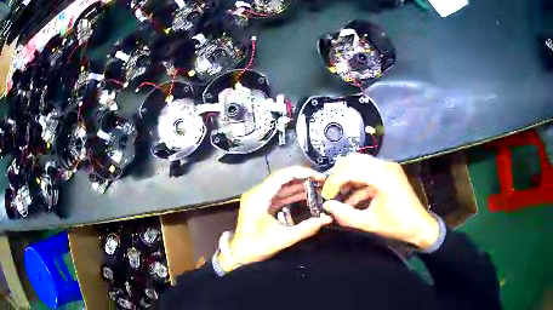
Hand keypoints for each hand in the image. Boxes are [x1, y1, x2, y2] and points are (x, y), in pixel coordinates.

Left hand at [219, 167, 332, 271]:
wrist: (240, 255)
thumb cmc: (257, 247)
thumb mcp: (283, 238)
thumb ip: (306, 228)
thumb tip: (326, 219)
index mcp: (258, 197)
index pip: (280, 177)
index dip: (300, 173)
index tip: (317, 175)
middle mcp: (257, 193)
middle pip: (281, 179)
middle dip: (302, 178)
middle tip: (321, 180)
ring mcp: (258, 198)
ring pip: (280, 186)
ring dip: (298, 185)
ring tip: (317, 186)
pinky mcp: (261, 204)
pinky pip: (278, 194)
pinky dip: (292, 194)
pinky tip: (306, 195)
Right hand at [321, 153, 438, 249]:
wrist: (419, 225)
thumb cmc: (396, 225)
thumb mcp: (368, 223)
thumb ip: (345, 214)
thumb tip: (327, 206)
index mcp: (382, 177)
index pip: (350, 170)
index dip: (334, 182)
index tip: (326, 195)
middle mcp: (385, 166)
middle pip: (354, 160)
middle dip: (338, 174)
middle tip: (330, 191)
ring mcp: (388, 167)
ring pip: (360, 163)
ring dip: (347, 176)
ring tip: (338, 193)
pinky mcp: (389, 172)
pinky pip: (368, 170)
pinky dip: (358, 181)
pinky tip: (351, 197)